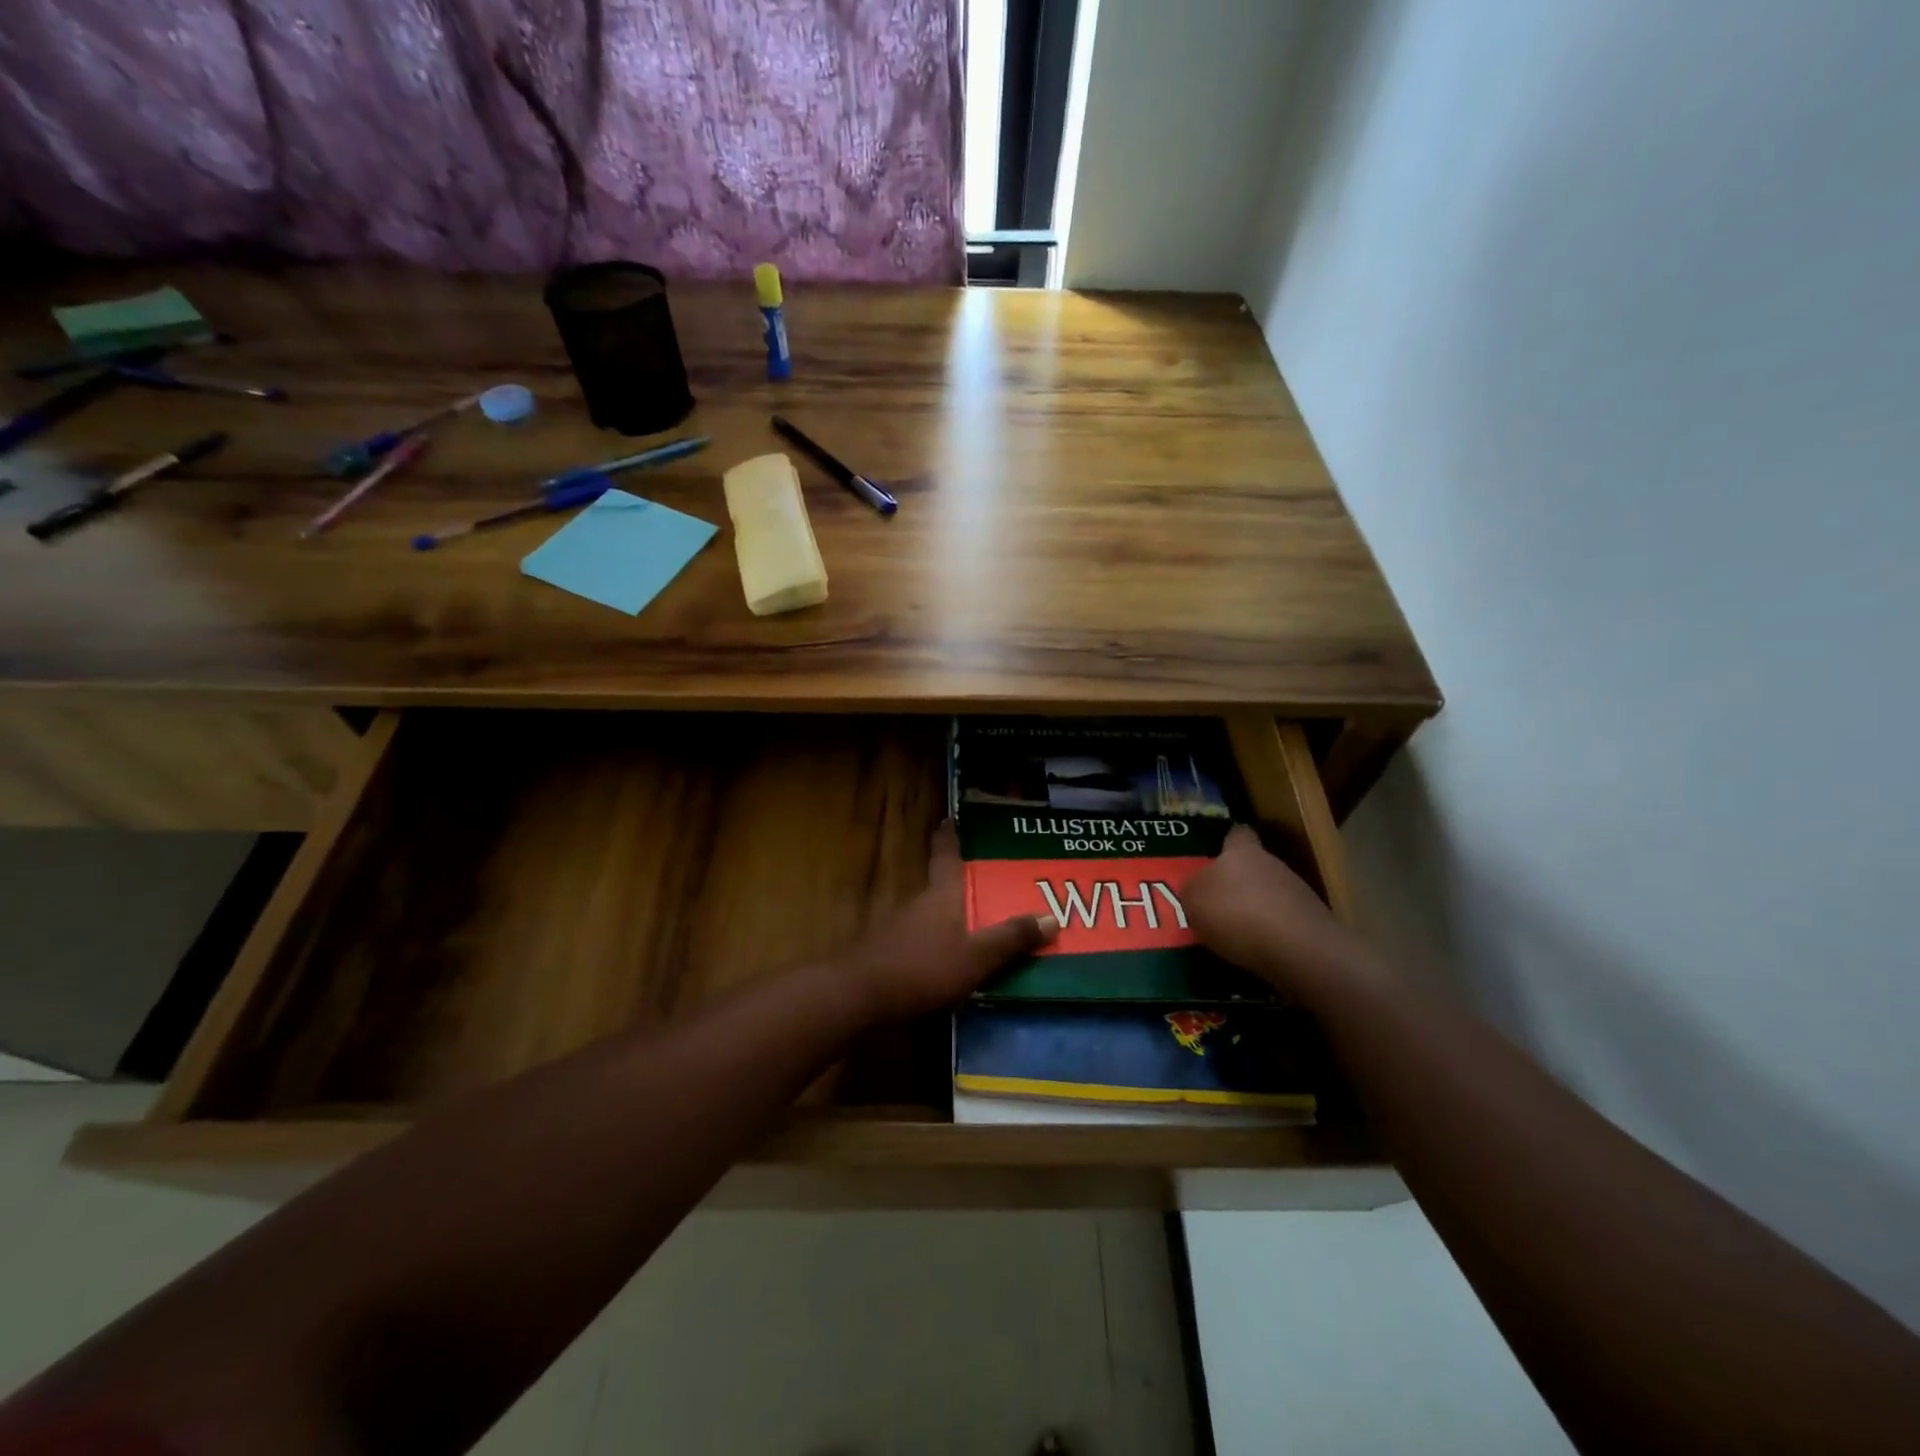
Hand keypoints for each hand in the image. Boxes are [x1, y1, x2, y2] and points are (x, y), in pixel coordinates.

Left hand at [840, 822, 1058, 1022]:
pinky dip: (939, 942)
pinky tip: (950, 960)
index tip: (950, 817)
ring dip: (952, 916)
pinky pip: (922, 939)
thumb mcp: (976, 957)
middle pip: (942, 885)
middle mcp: (919, 903)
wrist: (859, 995)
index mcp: (941, 895)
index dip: (949, 836)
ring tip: (979, 924)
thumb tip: (1052, 917)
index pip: (946, 855)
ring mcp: (900, 928)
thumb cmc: (922, 967)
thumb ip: (1011, 939)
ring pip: (932, 914)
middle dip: (963, 883)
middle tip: (991, 882)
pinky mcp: (889, 953)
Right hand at [1183, 824, 1363, 999]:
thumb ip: (1193, 890)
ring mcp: (1297, 892)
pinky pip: (1282, 921)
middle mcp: (1272, 864)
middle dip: (1238, 882)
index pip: (1237, 834)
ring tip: (1234, 932)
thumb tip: (1197, 889)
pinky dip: (1270, 932)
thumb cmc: (1237, 914)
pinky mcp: (1310, 923)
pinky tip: (1257, 949)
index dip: (1227, 843)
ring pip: (1269, 893)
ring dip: (1255, 908)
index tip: (1215, 856)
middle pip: (1253, 866)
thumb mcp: (1194, 902)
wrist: (1299, 950)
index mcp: (1242, 851)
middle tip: (1217, 902)